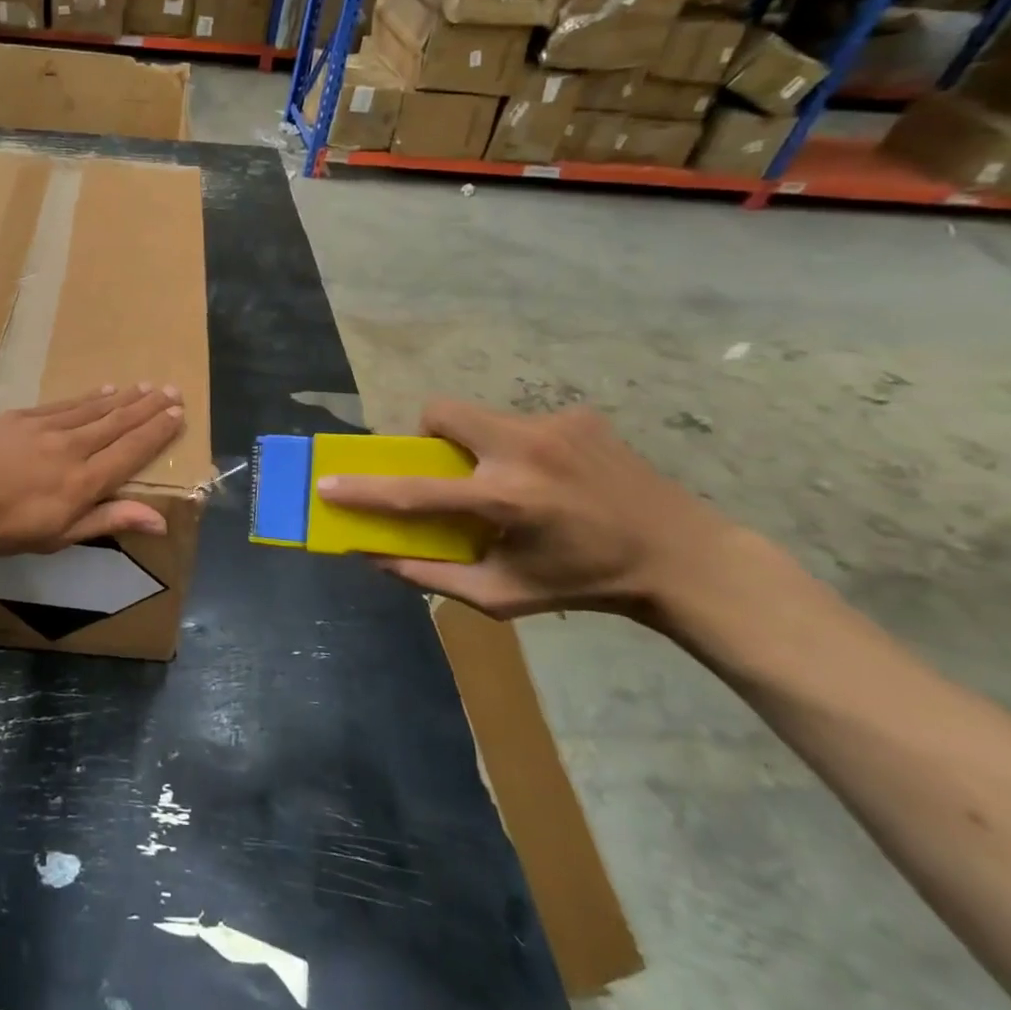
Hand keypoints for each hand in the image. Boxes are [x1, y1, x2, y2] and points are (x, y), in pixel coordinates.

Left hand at [0, 385, 184, 557]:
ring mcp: (45, 427)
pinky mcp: (21, 416)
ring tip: (144, 386)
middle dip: (147, 407)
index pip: (131, 451)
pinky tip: (101, 391)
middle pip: (118, 423)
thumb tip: (160, 521)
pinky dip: (88, 397)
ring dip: (123, 398)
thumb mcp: (57, 536)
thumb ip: (108, 520)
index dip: (157, 432)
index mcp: (84, 481)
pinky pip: (65, 403)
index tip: (178, 413)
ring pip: (94, 408)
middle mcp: (72, 447)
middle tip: (172, 390)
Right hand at [317, 400, 732, 620]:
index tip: (327, 484)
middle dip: (427, 436)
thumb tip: (372, 556)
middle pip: (441, 413)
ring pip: (481, 416)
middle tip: (447, 469)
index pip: (415, 491)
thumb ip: (432, 576)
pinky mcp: (579, 415)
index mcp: (506, 501)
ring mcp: (555, 425)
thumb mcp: (503, 596)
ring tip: (512, 481)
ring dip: (476, 445)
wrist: (683, 557)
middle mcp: (525, 451)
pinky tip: (556, 477)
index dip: (364, 489)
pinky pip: (521, 423)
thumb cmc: (585, 585)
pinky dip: (519, 447)